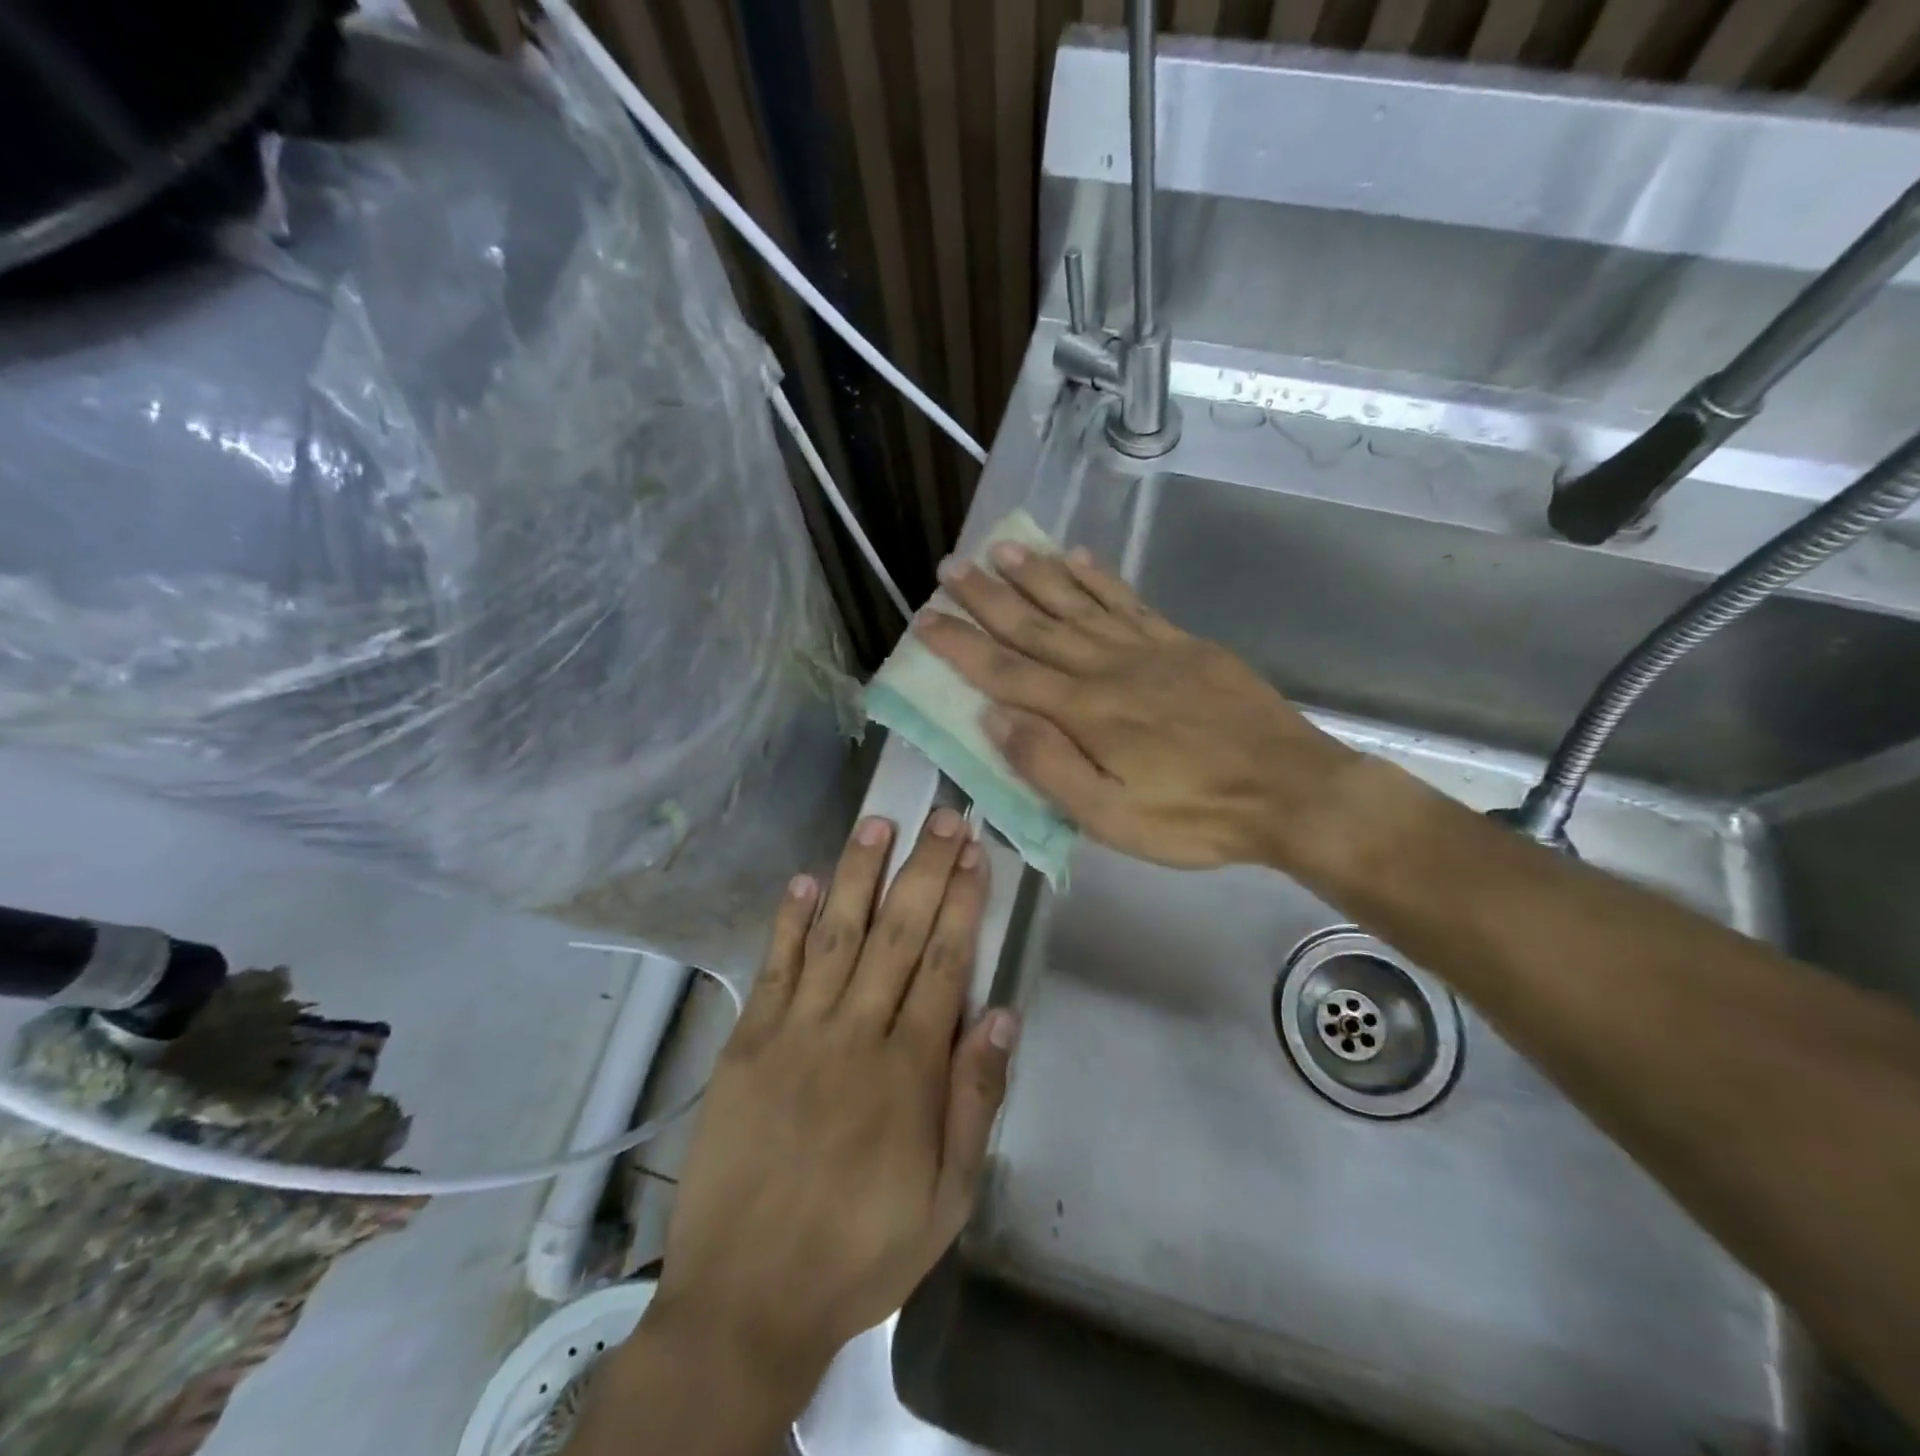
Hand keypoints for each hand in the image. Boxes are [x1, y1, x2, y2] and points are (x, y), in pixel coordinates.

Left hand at [647, 810, 1017, 1390]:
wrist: (745, 1300)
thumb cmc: (860, 1250)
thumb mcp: (946, 1200)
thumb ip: (975, 1102)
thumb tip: (1004, 1016)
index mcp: (908, 1071)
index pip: (944, 963)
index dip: (962, 902)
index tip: (975, 852)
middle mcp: (854, 1034)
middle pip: (897, 934)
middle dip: (923, 869)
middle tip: (942, 815)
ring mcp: (794, 1032)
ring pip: (837, 936)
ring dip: (859, 874)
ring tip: (879, 823)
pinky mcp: (747, 1043)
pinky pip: (774, 968)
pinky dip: (790, 921)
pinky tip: (806, 880)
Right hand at [917, 541, 1356, 869]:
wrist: (1291, 791)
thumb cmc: (1195, 817)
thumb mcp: (1112, 817)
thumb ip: (1049, 766)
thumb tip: (994, 718)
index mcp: (1085, 712)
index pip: (1006, 672)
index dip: (962, 645)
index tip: (926, 619)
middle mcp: (1108, 668)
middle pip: (1036, 626)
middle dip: (988, 597)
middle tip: (952, 568)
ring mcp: (1149, 651)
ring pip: (1080, 604)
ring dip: (1037, 575)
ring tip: (1003, 548)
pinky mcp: (1184, 646)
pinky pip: (1132, 603)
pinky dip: (1101, 579)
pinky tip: (1080, 559)